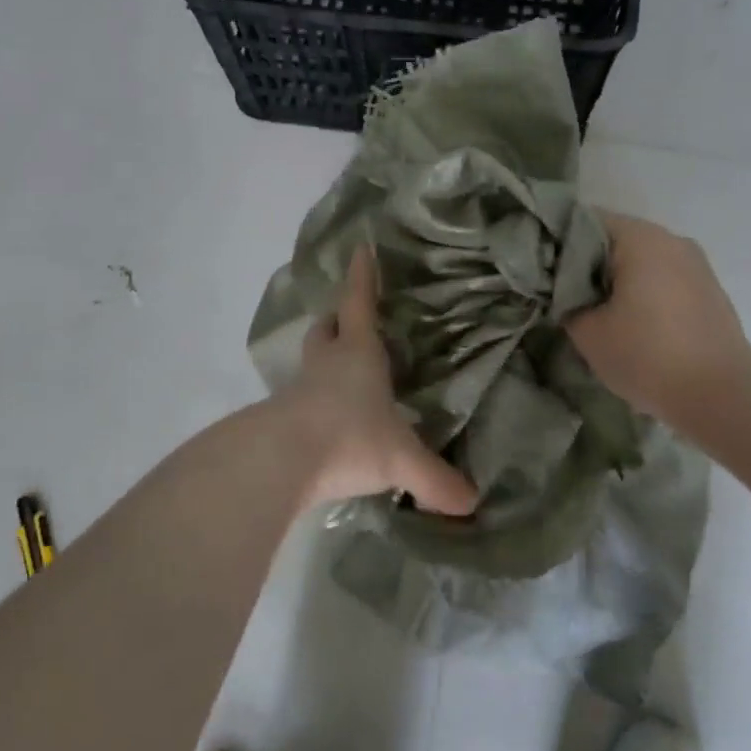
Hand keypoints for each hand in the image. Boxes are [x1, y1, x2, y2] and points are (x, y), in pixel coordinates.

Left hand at [281, 246, 479, 515]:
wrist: (279, 462)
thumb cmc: (349, 438)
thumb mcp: (401, 458)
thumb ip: (436, 479)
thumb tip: (471, 502)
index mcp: (357, 354)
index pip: (359, 304)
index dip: (363, 277)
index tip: (361, 248)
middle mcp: (325, 365)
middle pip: (326, 330)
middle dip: (337, 321)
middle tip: (347, 322)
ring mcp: (298, 391)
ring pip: (309, 363)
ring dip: (322, 361)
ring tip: (340, 373)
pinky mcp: (281, 419)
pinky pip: (299, 400)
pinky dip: (313, 402)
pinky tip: (326, 422)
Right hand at [567, 212, 750, 433]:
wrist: (722, 395)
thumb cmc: (647, 355)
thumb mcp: (588, 332)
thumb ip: (568, 303)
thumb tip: (568, 295)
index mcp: (640, 238)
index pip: (584, 222)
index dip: (557, 243)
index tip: (543, 271)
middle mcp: (672, 240)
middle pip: (616, 239)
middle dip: (588, 264)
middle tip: (564, 295)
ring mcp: (696, 264)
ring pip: (642, 260)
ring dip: (618, 280)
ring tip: (598, 313)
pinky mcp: (710, 290)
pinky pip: (665, 279)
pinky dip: (644, 292)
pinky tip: (633, 324)